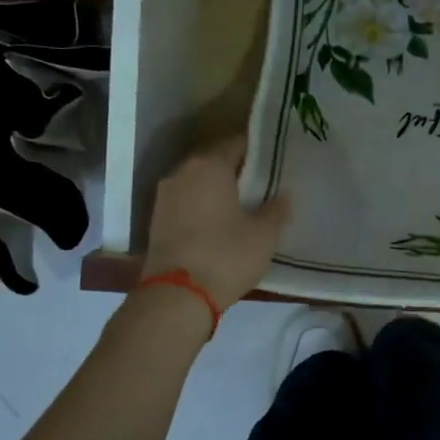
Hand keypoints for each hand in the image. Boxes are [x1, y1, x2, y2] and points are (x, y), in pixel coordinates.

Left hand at [141, 135, 290, 311]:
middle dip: (237, 168)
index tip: (275, 160)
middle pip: (215, 159)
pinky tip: (219, 221)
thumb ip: (276, 209)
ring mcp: (165, 195)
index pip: (237, 143)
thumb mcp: (264, 235)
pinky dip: (202, 204)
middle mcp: (183, 172)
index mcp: (210, 165)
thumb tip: (283, 194)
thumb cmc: (226, 256)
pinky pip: (186, 200)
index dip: (259, 150)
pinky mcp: (156, 219)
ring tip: (242, 203)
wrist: (176, 297)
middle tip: (262, 182)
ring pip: (197, 180)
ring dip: (217, 187)